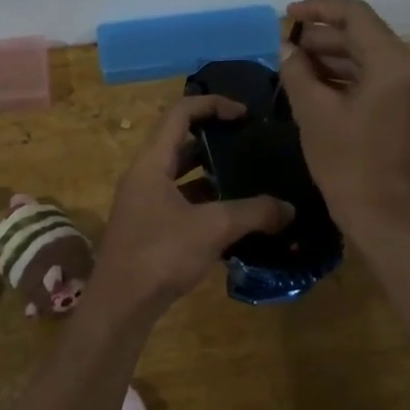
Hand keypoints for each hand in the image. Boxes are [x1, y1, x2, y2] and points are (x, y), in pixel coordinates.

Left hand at [93, 95, 294, 309]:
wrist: (120, 305)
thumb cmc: (160, 254)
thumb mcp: (212, 228)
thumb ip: (253, 213)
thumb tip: (289, 208)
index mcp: (151, 162)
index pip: (180, 113)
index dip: (212, 104)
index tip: (244, 114)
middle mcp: (144, 175)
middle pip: (180, 142)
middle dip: (215, 140)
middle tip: (250, 144)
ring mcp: (144, 202)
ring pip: (181, 175)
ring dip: (212, 174)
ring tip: (249, 179)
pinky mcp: (149, 228)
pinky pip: (181, 202)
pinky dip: (206, 203)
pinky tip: (234, 218)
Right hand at [276, 0, 409, 242]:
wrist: (392, 221)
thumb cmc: (350, 166)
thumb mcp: (314, 114)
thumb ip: (298, 72)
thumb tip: (288, 49)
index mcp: (395, 65)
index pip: (356, 16)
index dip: (319, 9)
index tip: (288, 15)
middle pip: (366, 36)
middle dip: (324, 38)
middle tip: (285, 47)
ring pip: (373, 59)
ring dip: (335, 58)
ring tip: (295, 65)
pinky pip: (381, 80)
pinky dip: (351, 78)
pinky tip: (318, 86)